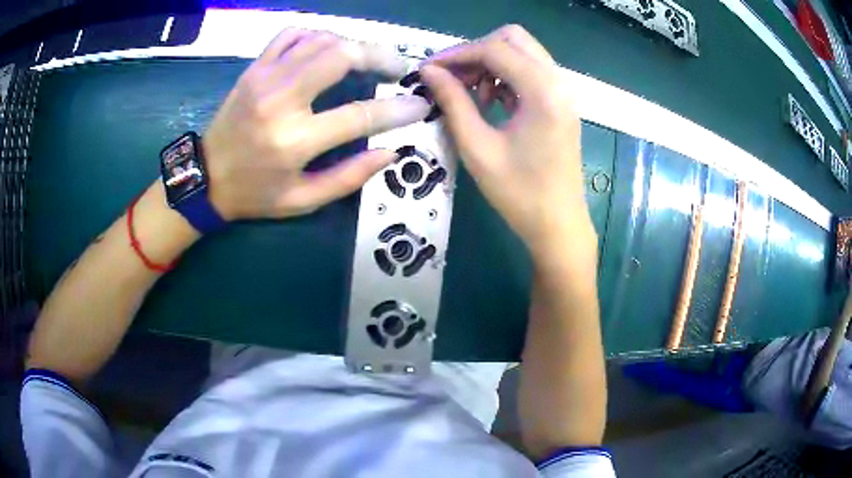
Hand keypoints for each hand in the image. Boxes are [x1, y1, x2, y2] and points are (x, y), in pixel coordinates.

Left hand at [204, 29, 429, 219]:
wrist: (205, 177)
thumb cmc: (254, 194)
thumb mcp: (302, 200)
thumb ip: (348, 178)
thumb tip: (390, 152)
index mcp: (294, 141)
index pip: (359, 115)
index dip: (397, 109)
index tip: (419, 105)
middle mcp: (280, 101)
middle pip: (341, 57)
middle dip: (379, 56)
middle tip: (397, 67)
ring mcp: (264, 78)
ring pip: (320, 40)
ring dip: (352, 44)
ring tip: (367, 58)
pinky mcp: (254, 68)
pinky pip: (291, 35)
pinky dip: (316, 34)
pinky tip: (327, 47)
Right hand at [420, 25, 593, 257]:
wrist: (558, 226)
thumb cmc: (519, 194)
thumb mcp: (478, 148)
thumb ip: (453, 102)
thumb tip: (429, 72)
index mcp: (543, 92)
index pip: (494, 49)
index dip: (456, 54)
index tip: (428, 69)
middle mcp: (558, 82)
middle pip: (513, 38)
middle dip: (477, 51)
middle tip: (452, 77)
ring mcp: (563, 91)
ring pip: (522, 52)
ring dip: (491, 63)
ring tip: (470, 93)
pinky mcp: (561, 102)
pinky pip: (530, 71)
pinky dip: (506, 76)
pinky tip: (490, 101)